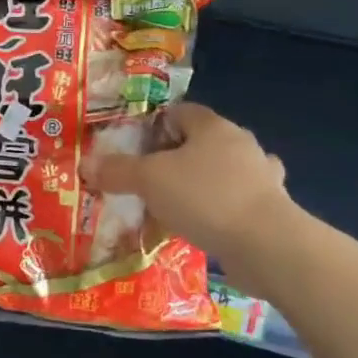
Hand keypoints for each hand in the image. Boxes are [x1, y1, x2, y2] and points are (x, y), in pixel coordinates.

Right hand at [82, 103, 297, 285]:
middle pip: (201, 142)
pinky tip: (204, 227)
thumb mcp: (149, 180)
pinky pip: (236, 202)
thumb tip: (86, 164)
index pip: (180, 112)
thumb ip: (117, 171)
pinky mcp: (271, 209)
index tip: (135, 150)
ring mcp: (261, 177)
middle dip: (176, 158)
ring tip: (176, 206)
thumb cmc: (204, 197)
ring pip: (222, 173)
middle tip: (149, 180)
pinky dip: (220, 211)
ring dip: (202, 185)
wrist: (267, 245)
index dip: (155, 126)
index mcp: (213, 126)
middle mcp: (240, 144)